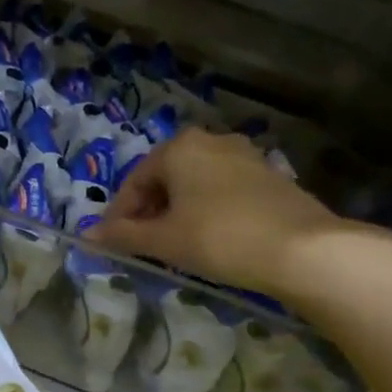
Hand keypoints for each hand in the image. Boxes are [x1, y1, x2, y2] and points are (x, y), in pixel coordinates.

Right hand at [95, 130, 375, 300]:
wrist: (303, 250)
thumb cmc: (219, 237)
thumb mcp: (164, 240)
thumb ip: (123, 235)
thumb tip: (88, 236)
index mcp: (179, 147)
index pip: (135, 182)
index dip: (119, 215)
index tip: (114, 244)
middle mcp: (211, 141)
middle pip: (165, 179)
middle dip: (150, 212)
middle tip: (144, 246)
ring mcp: (245, 156)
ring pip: (195, 184)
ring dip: (178, 212)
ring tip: (176, 245)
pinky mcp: (270, 176)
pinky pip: (223, 191)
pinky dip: (207, 211)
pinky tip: (211, 239)